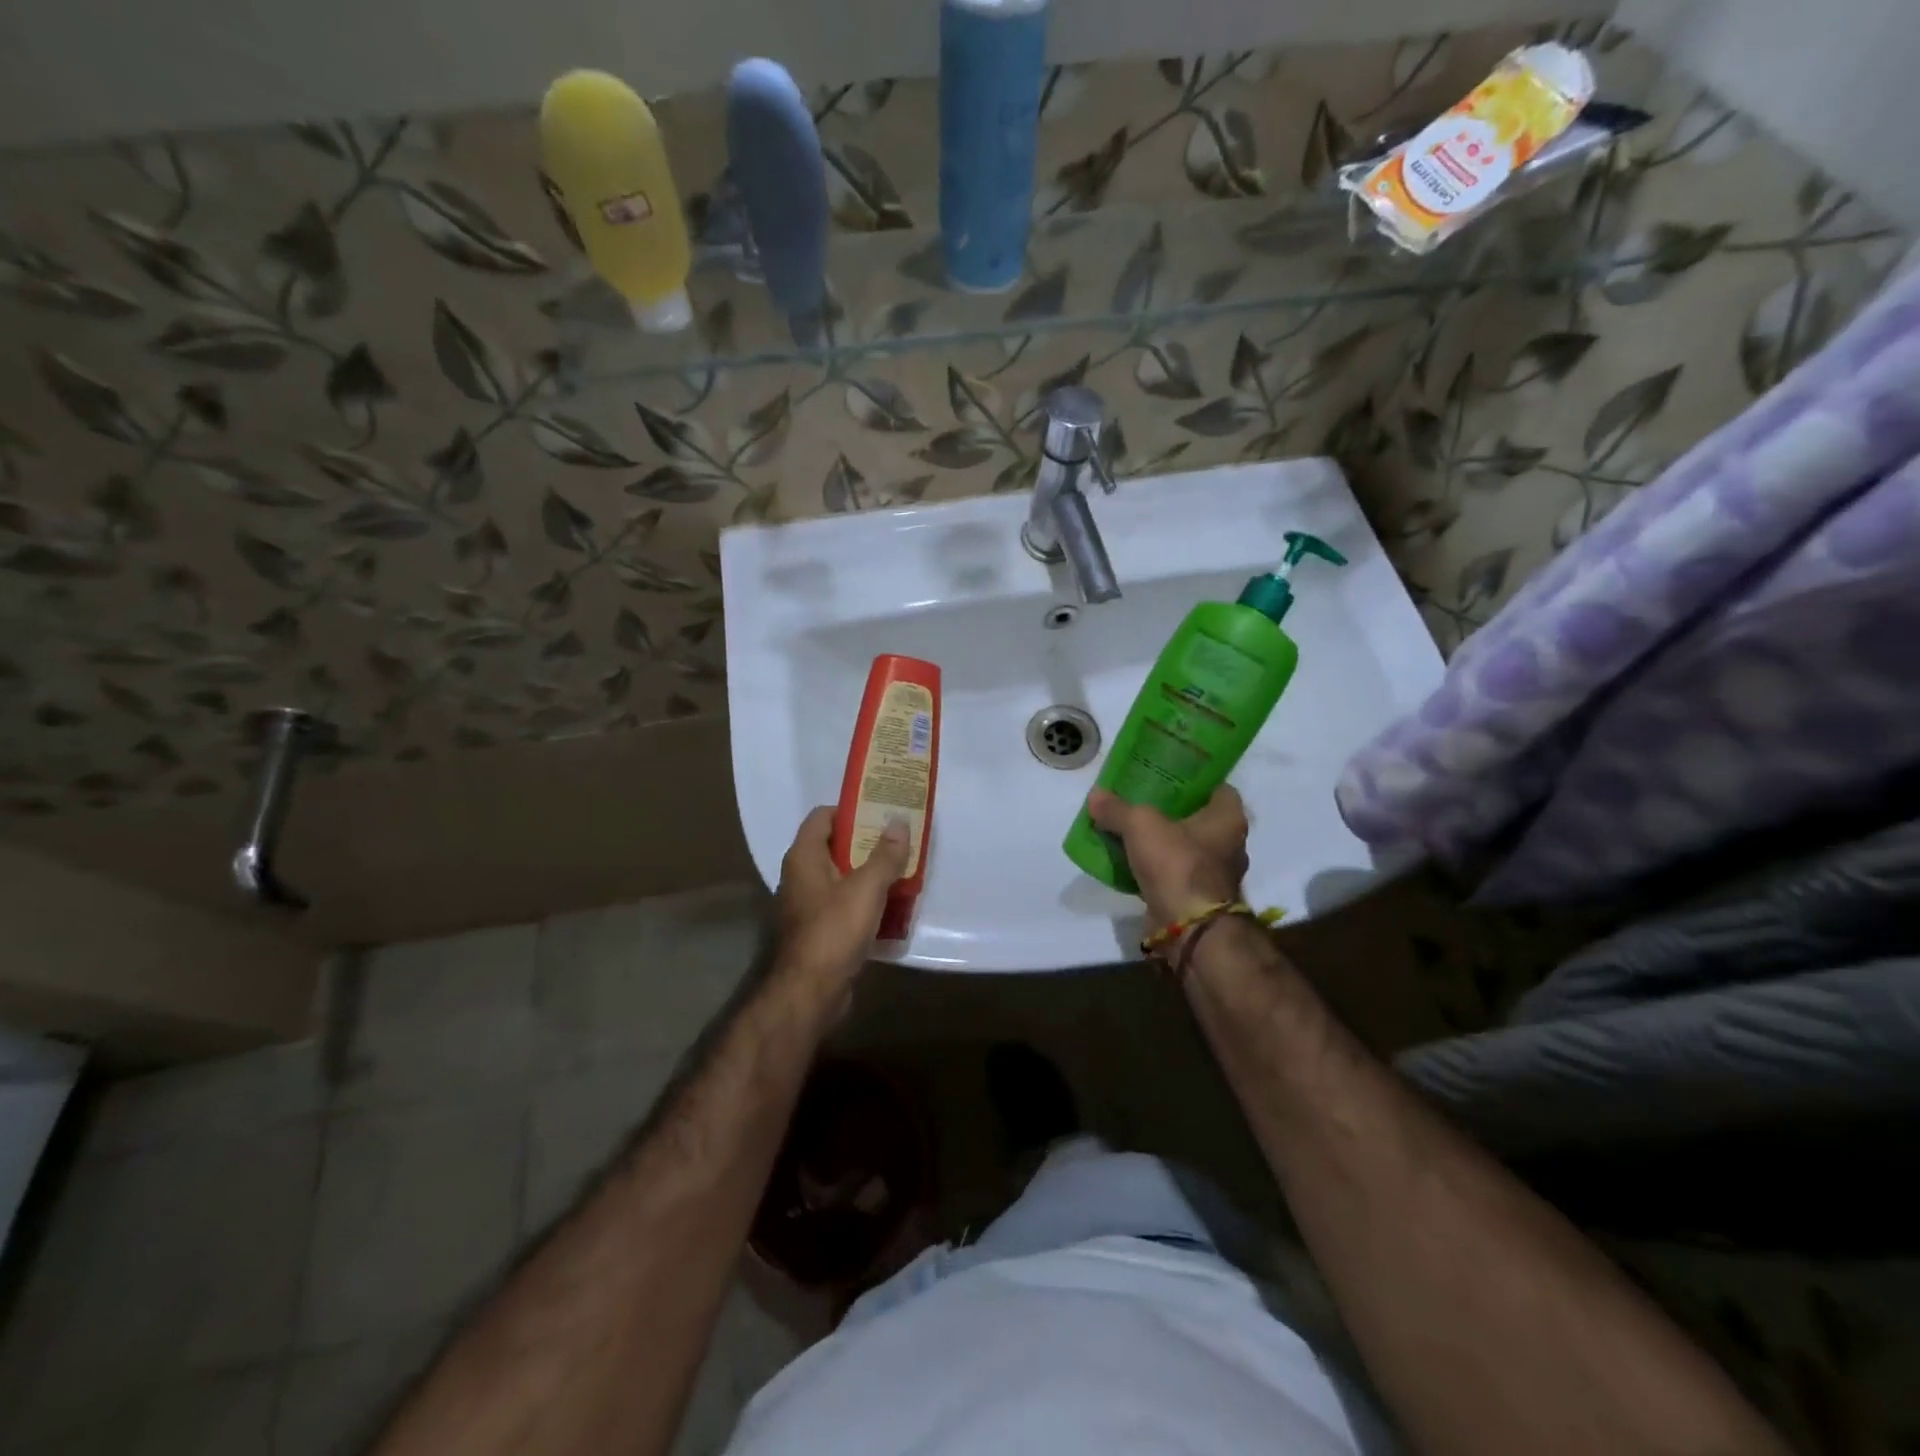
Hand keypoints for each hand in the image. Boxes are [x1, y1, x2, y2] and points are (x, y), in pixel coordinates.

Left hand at [775, 807, 910, 998]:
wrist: (811, 991)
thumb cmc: (834, 930)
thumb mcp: (867, 888)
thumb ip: (885, 854)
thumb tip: (899, 821)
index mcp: (804, 857)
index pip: (822, 817)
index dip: (850, 810)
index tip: (881, 812)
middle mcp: (800, 876)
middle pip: (834, 846)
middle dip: (866, 841)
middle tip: (899, 839)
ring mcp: (808, 904)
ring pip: (841, 876)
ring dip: (868, 872)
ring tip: (901, 868)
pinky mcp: (819, 929)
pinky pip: (844, 903)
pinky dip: (864, 899)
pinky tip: (891, 904)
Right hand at [1086, 785, 1248, 926]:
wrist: (1188, 927)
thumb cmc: (1177, 863)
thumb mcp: (1140, 825)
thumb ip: (1117, 809)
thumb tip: (1095, 796)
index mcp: (1229, 817)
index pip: (1216, 786)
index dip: (1192, 778)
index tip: (1165, 774)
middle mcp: (1230, 843)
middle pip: (1198, 816)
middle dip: (1171, 809)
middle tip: (1140, 798)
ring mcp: (1216, 873)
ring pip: (1185, 845)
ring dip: (1162, 839)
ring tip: (1130, 827)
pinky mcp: (1198, 896)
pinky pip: (1174, 871)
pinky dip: (1156, 866)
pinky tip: (1131, 859)